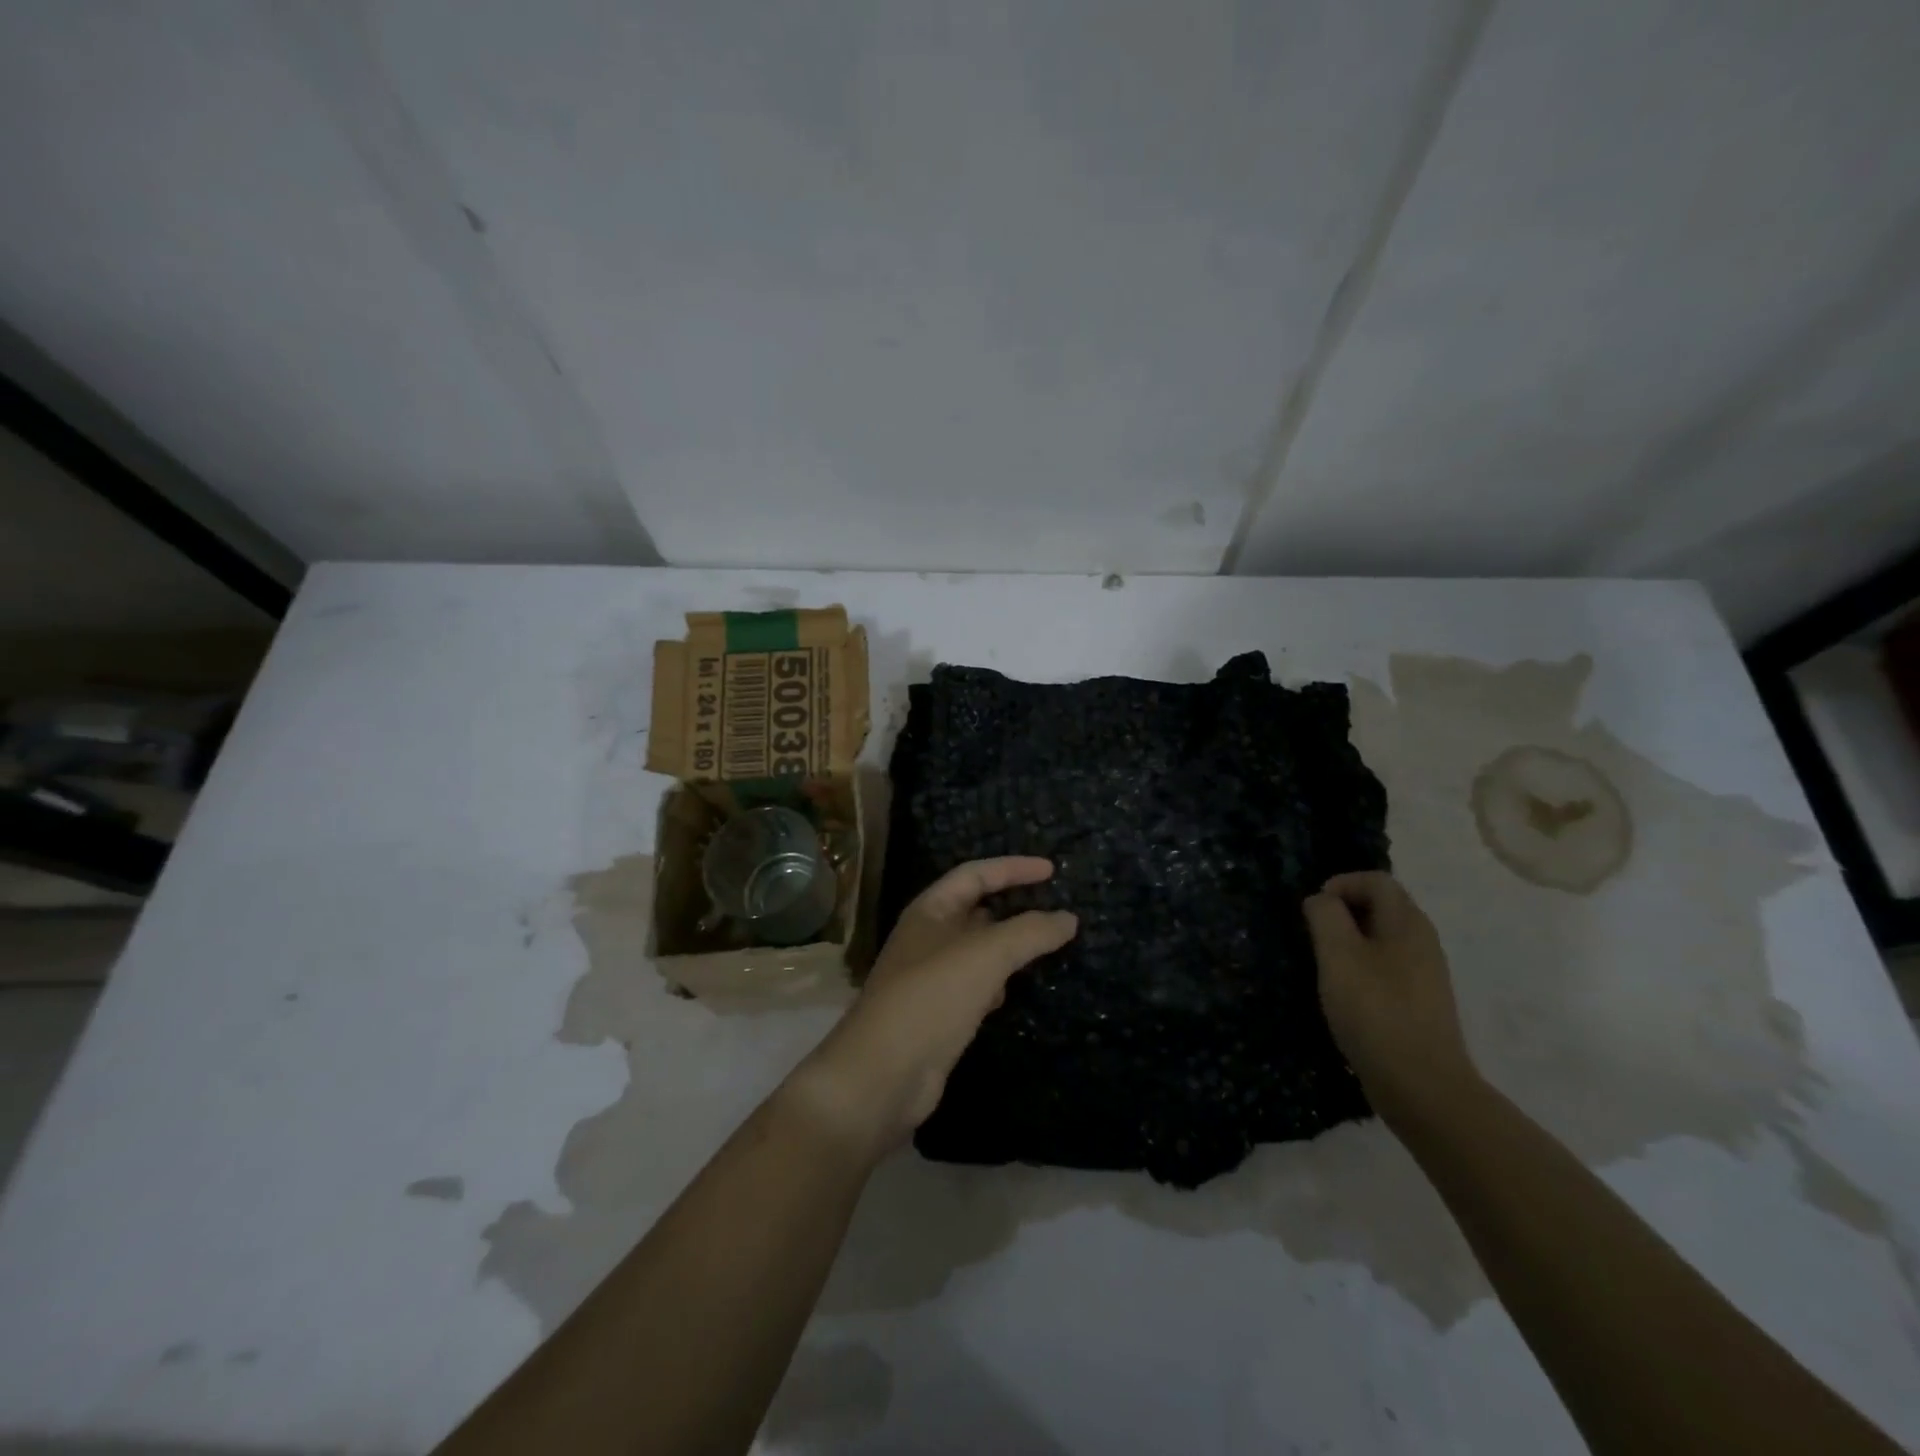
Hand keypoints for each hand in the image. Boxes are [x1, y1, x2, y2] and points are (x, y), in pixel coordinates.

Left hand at [783, 857, 1077, 1162]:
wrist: (883, 1075)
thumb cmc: (931, 998)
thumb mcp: (985, 955)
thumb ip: (1030, 932)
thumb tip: (1068, 918)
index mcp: (930, 910)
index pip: (975, 874)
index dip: (1013, 868)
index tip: (1053, 871)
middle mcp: (927, 938)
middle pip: (976, 910)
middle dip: (1014, 906)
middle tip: (1055, 910)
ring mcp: (931, 977)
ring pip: (978, 950)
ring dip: (1008, 947)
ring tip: (1045, 947)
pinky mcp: (938, 1014)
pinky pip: (975, 986)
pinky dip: (997, 983)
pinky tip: (1012, 993)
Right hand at [1302, 871, 1478, 1123]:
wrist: (1422, 1086)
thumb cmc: (1375, 1011)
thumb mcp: (1338, 955)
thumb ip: (1325, 916)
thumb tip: (1321, 900)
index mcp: (1407, 923)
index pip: (1376, 880)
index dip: (1341, 884)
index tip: (1313, 910)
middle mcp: (1422, 941)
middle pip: (1382, 906)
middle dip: (1343, 911)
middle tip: (1314, 935)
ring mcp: (1425, 973)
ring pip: (1383, 937)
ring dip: (1350, 940)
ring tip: (1325, 964)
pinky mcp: (1420, 1002)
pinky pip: (1387, 965)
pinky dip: (1362, 966)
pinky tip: (1345, 993)